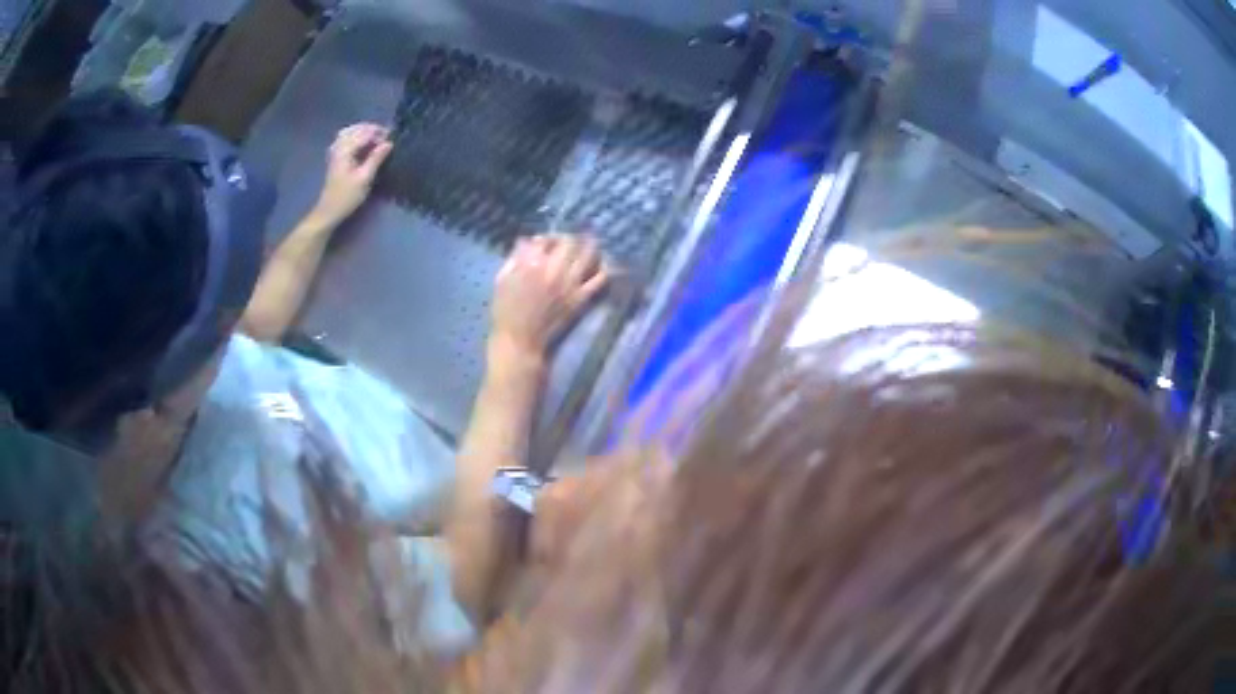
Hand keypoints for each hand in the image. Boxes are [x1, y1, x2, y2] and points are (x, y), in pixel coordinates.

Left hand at [311, 123, 393, 225]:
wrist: (329, 210)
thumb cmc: (347, 197)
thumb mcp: (364, 178)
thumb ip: (376, 158)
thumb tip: (389, 143)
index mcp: (345, 150)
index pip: (364, 133)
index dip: (379, 133)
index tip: (392, 137)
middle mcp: (339, 146)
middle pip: (356, 128)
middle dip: (371, 130)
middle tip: (385, 137)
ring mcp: (335, 151)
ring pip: (350, 132)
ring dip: (363, 132)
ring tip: (375, 138)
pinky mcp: (335, 156)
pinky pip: (345, 139)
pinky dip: (355, 137)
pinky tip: (362, 143)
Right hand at [490, 234, 608, 359]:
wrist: (521, 342)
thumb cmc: (506, 313)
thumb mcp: (502, 281)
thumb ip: (514, 258)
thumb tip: (526, 242)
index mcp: (531, 264)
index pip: (545, 240)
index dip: (545, 238)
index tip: (544, 243)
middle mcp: (553, 270)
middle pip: (569, 242)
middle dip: (568, 238)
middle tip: (568, 242)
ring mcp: (570, 284)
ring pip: (588, 255)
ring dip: (590, 245)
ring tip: (591, 243)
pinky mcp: (580, 298)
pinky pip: (600, 279)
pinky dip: (605, 269)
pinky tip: (605, 265)